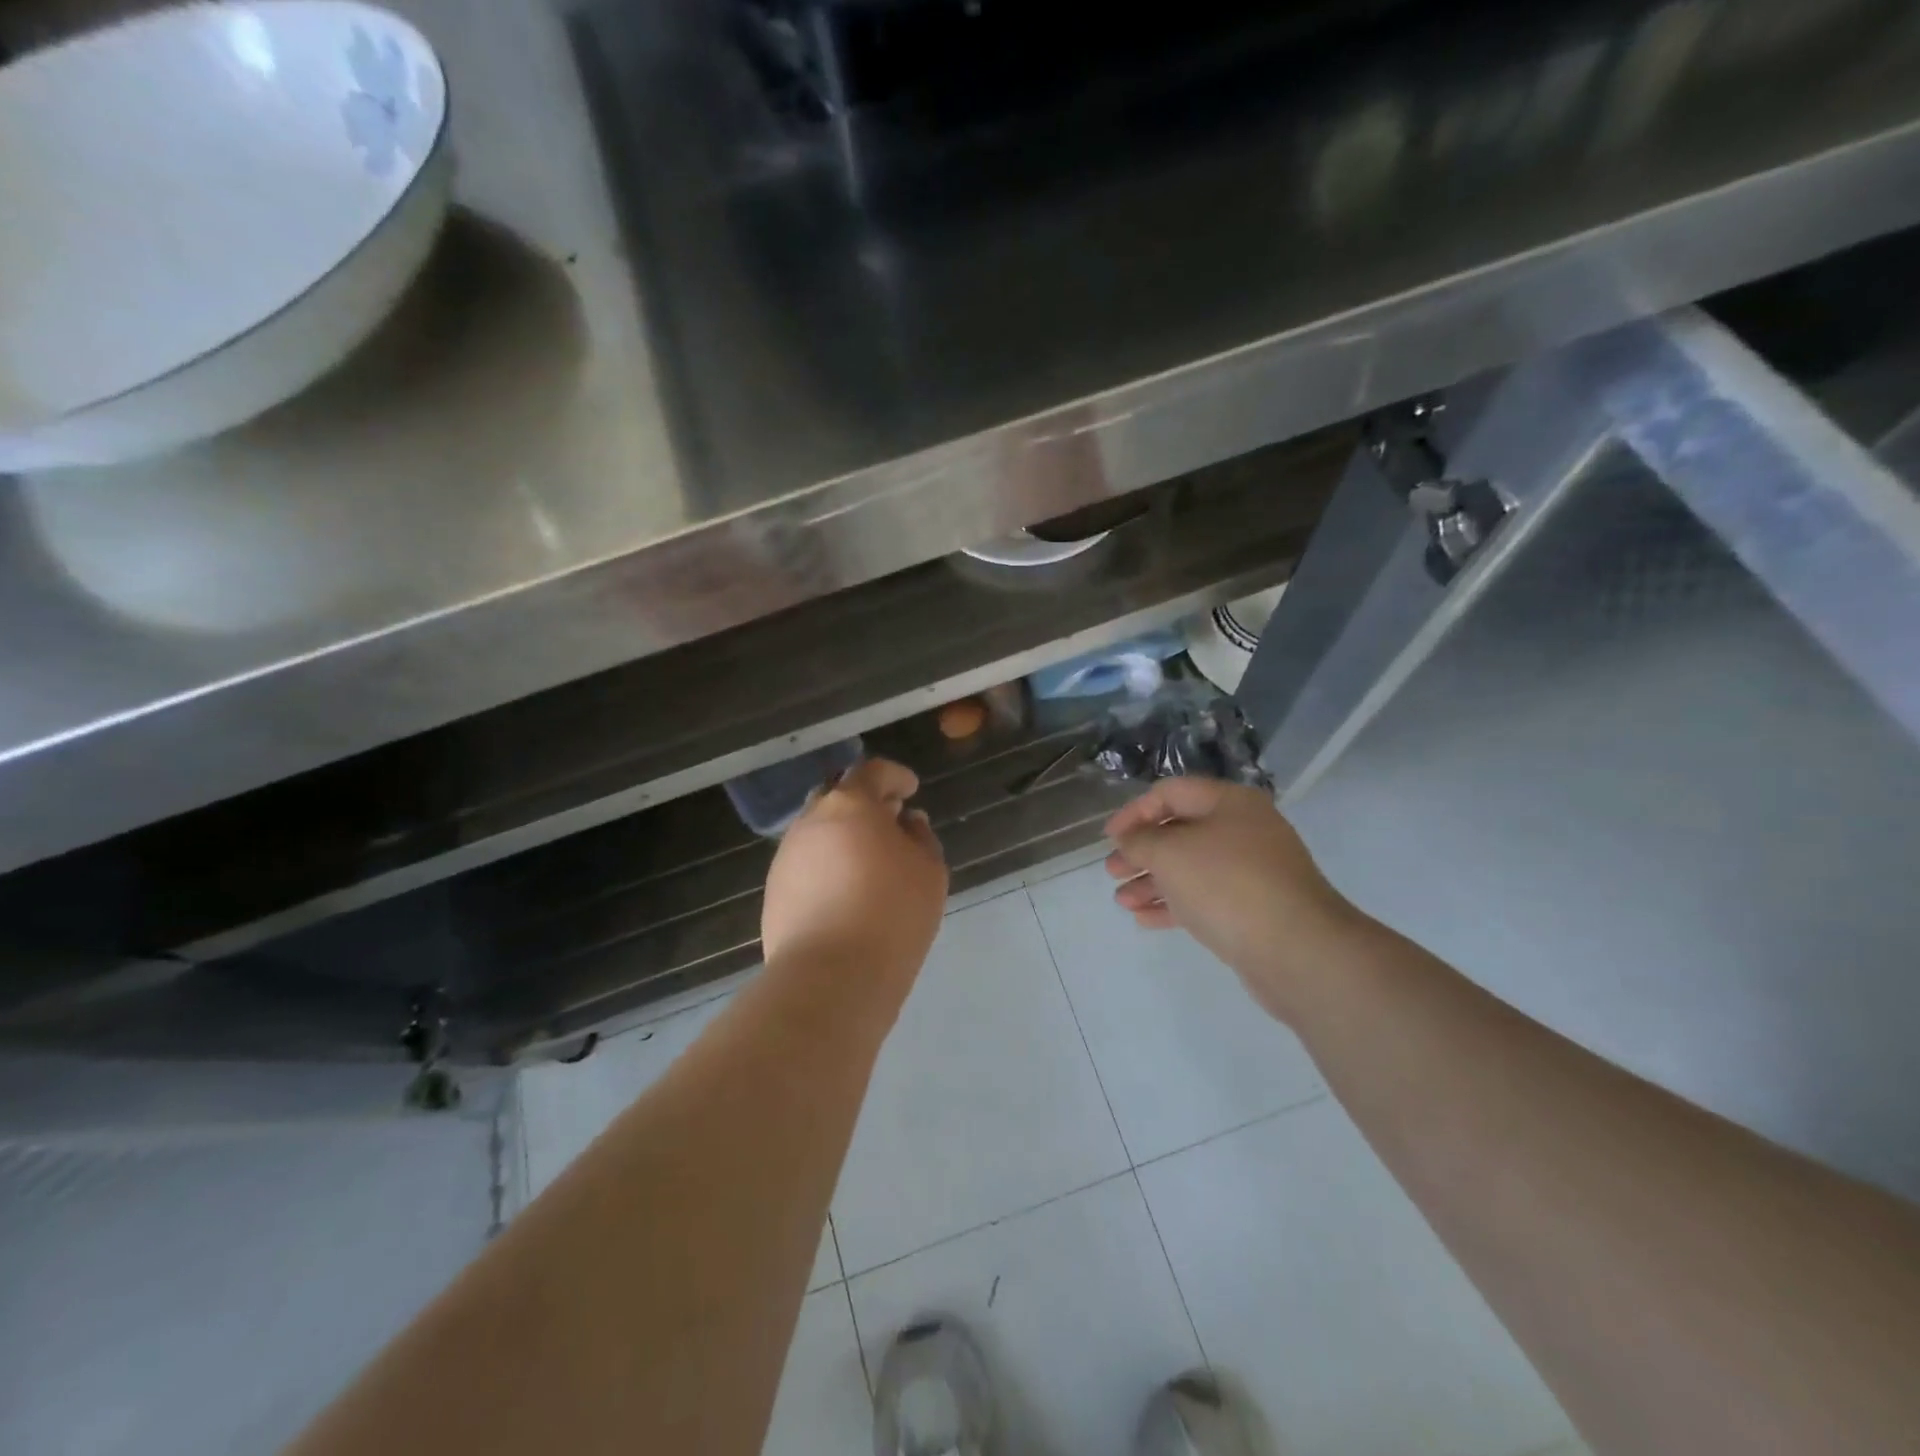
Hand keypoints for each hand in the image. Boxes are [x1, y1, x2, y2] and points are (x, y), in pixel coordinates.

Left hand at [763, 758, 947, 993]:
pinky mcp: (773, 892)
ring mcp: (786, 857)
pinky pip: (806, 865)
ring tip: (870, 860)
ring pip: (818, 832)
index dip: (894, 776)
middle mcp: (811, 821)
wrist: (831, 977)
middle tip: (890, 820)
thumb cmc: (892, 914)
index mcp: (850, 805)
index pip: (872, 772)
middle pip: (838, 798)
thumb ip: (921, 837)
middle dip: (865, 803)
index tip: (911, 789)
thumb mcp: (929, 871)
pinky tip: (846, 891)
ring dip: (843, 836)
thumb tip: (908, 822)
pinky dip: (827, 865)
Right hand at [1105, 778, 1361, 1022]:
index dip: (1134, 811)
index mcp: (1230, 803)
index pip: (1171, 792)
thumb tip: (1129, 839)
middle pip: (1180, 832)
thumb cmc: (1227, 885)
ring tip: (1122, 901)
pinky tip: (1144, 919)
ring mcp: (1252, 872)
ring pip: (1191, 868)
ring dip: (1152, 881)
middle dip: (1141, 851)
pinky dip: (1174, 905)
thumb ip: (1140, 840)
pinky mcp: (1254, 909)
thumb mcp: (1170, 853)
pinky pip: (1205, 898)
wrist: (1298, 950)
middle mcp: (1244, 831)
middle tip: (1112, 871)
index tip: (1109, 838)